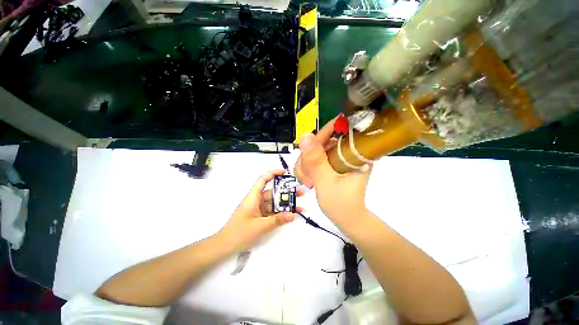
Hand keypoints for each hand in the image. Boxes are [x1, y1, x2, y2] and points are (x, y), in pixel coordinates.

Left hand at [219, 170, 302, 251]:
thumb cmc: (240, 233)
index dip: (273, 173)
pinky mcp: (259, 217)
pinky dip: (281, 213)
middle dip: (286, 192)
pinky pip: (272, 212)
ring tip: (300, 206)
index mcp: (253, 197)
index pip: (263, 179)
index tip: (285, 173)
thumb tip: (293, 215)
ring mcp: (258, 209)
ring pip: (274, 203)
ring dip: (285, 204)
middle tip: (300, 193)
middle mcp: (256, 200)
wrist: (225, 246)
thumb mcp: (261, 226)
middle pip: (272, 192)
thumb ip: (277, 220)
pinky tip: (291, 215)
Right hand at [294, 119, 371, 225]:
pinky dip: (306, 169)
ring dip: (305, 166)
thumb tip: (305, 136)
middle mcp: (346, 151)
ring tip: (307, 182)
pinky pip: (313, 159)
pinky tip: (307, 180)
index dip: (319, 138)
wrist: (347, 219)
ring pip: (313, 150)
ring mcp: (337, 157)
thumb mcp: (326, 182)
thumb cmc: (341, 204)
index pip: (336, 131)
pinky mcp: (331, 163)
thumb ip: (315, 160)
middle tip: (307, 177)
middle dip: (308, 159)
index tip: (307, 153)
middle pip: (320, 141)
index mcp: (355, 152)